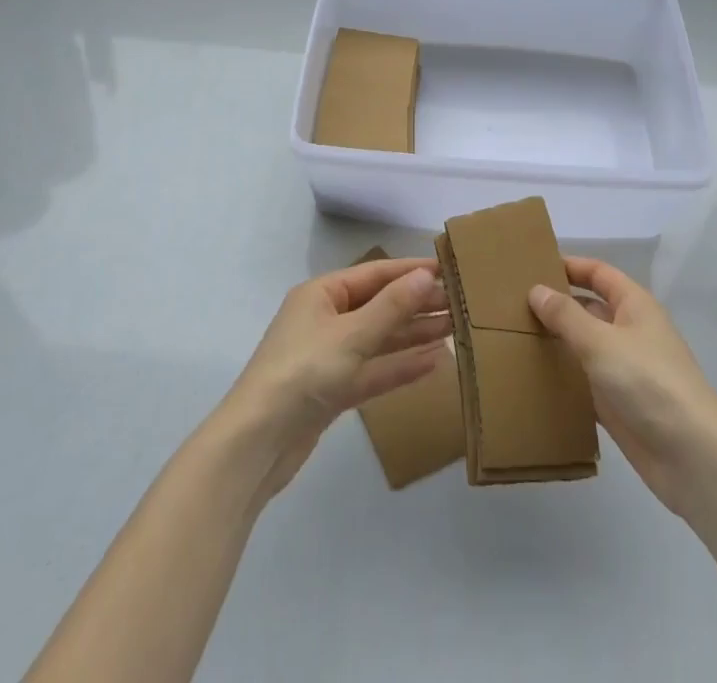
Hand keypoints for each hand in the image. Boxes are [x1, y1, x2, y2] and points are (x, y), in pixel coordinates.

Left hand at [219, 258, 450, 501]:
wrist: (256, 444)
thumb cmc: (302, 372)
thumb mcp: (351, 335)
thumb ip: (392, 307)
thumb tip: (426, 275)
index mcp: (322, 294)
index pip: (375, 274)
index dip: (410, 271)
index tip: (448, 271)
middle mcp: (326, 319)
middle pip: (379, 305)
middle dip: (417, 304)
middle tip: (460, 305)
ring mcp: (329, 356)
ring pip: (379, 339)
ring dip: (414, 334)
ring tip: (453, 329)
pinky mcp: (333, 391)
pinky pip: (373, 371)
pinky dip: (400, 367)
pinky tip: (433, 364)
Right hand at [529, 257, 716, 517]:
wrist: (692, 458)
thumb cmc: (649, 382)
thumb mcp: (602, 341)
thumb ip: (566, 316)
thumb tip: (536, 289)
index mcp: (635, 306)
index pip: (599, 273)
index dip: (570, 266)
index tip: (533, 265)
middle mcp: (630, 332)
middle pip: (590, 308)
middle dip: (557, 305)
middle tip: (513, 304)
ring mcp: (625, 370)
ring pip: (585, 346)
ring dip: (557, 342)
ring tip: (514, 336)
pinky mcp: (619, 405)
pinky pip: (584, 382)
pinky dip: (563, 378)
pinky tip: (533, 377)